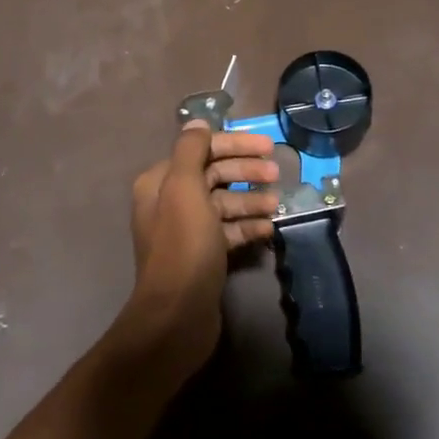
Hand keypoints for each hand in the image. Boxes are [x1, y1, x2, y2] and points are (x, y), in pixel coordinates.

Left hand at [121, 123, 278, 372]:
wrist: (177, 315)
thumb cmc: (183, 246)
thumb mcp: (185, 189)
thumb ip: (191, 150)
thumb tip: (198, 122)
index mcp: (161, 182)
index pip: (201, 149)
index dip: (235, 145)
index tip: (267, 147)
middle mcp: (170, 202)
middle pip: (214, 175)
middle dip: (246, 172)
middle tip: (277, 175)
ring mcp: (187, 230)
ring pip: (224, 203)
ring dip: (251, 200)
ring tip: (276, 205)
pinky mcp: (203, 255)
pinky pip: (228, 231)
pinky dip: (247, 227)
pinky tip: (269, 229)